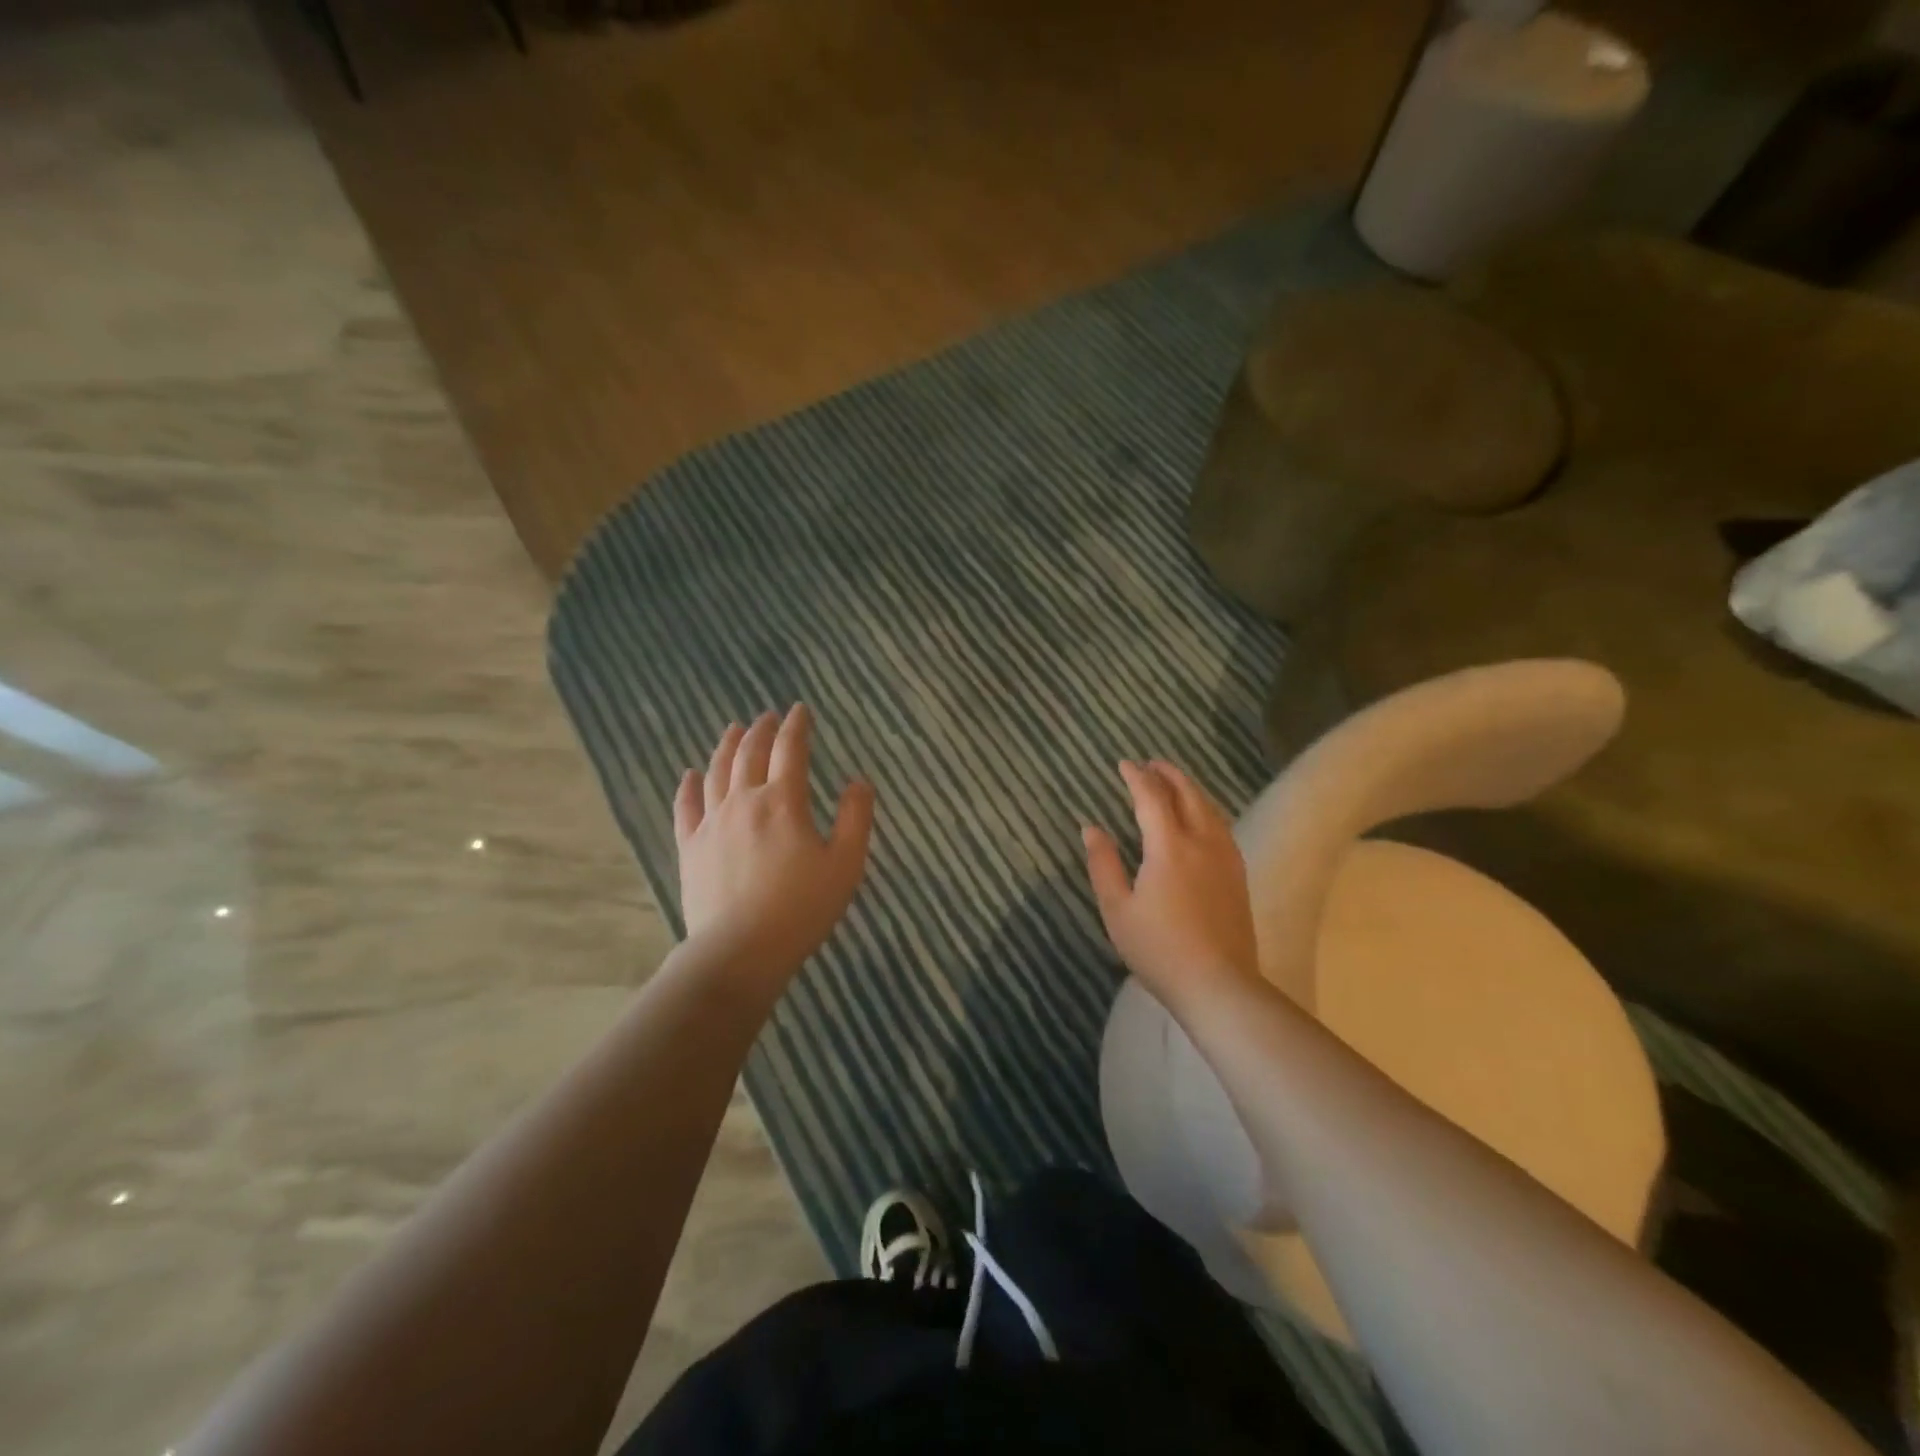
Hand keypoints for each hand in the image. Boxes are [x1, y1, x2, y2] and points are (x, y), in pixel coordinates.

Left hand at [675, 705, 874, 977]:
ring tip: (733, 730)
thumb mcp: (845, 864)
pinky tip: (690, 773)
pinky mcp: (690, 847)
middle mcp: (744, 801)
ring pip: (716, 772)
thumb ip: (856, 818)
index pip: (790, 750)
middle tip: (768, 716)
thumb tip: (859, 782)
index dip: (797, 726)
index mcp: (784, 802)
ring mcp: (712, 823)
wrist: (740, 951)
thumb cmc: (802, 908)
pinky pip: (686, 807)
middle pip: (750, 754)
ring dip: (726, 746)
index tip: (800, 710)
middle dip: (761, 730)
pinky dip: (688, 785)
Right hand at [1083, 760, 1259, 1010]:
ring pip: (1209, 808)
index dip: (1136, 777)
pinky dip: (1205, 809)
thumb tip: (1091, 828)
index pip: (1152, 797)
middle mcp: (1202, 842)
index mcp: (1169, 846)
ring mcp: (1225, 858)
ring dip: (1189, 789)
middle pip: (1188, 794)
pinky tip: (1200, 819)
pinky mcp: (1237, 875)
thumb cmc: (1159, 948)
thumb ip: (1103, 864)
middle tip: (1151, 764)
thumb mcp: (1117, 909)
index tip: (1123, 764)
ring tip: (1173, 783)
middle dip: (1168, 774)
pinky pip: (1221, 826)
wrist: (1218, 985)